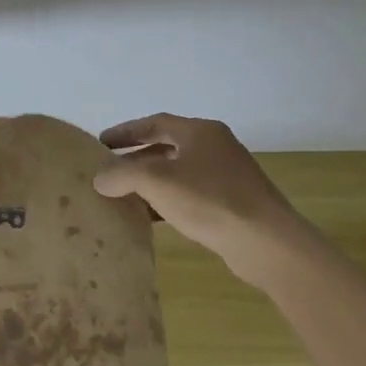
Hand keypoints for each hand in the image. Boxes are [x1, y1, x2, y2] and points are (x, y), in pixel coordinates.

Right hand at [93, 114, 312, 283]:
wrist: (266, 242)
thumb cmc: (208, 200)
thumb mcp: (155, 181)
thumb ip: (121, 174)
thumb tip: (99, 178)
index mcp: (201, 132)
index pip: (155, 123)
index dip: (126, 131)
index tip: (101, 143)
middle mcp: (216, 148)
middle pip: (167, 147)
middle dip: (136, 159)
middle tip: (109, 171)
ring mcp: (228, 176)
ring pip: (179, 173)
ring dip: (151, 182)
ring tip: (123, 196)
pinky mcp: (233, 204)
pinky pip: (191, 195)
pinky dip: (168, 201)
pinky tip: (151, 218)